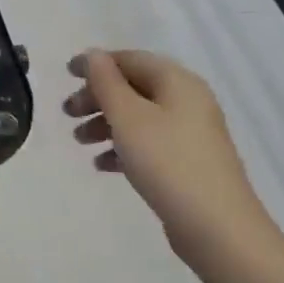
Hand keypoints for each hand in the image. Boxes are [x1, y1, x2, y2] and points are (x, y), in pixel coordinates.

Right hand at [64, 49, 276, 271]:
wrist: (217, 228)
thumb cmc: (167, 162)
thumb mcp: (128, 117)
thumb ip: (106, 82)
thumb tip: (93, 55)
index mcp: (177, 82)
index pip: (130, 59)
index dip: (96, 63)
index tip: (66, 75)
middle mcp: (187, 101)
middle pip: (134, 87)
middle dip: (97, 97)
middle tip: (67, 113)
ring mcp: (190, 133)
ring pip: (139, 117)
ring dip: (106, 123)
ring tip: (80, 141)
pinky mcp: (188, 162)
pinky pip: (149, 143)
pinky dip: (123, 147)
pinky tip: (102, 165)